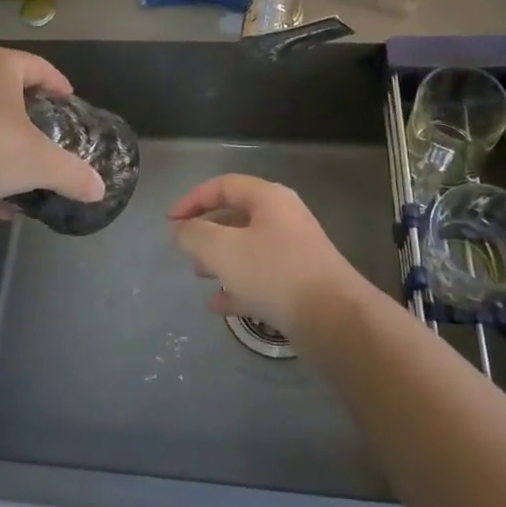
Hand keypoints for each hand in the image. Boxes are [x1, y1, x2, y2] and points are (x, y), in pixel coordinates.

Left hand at [0, 46, 105, 212]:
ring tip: (22, 167)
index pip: (37, 66)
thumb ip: (73, 174)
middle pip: (6, 88)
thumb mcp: (41, 163)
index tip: (68, 99)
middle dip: (27, 110)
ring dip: (2, 142)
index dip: (57, 82)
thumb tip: (100, 190)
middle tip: (46, 127)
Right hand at [168, 174, 366, 335]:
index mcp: (268, 198)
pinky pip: (261, 278)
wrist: (335, 320)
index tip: (170, 221)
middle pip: (236, 216)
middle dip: (206, 232)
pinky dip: (238, 286)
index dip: (193, 200)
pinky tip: (217, 305)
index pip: (224, 185)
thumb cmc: (274, 273)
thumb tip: (180, 230)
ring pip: (248, 248)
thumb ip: (194, 235)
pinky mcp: (300, 284)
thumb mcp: (223, 250)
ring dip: (220, 259)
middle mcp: (283, 219)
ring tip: (197, 274)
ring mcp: (294, 252)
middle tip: (184, 248)